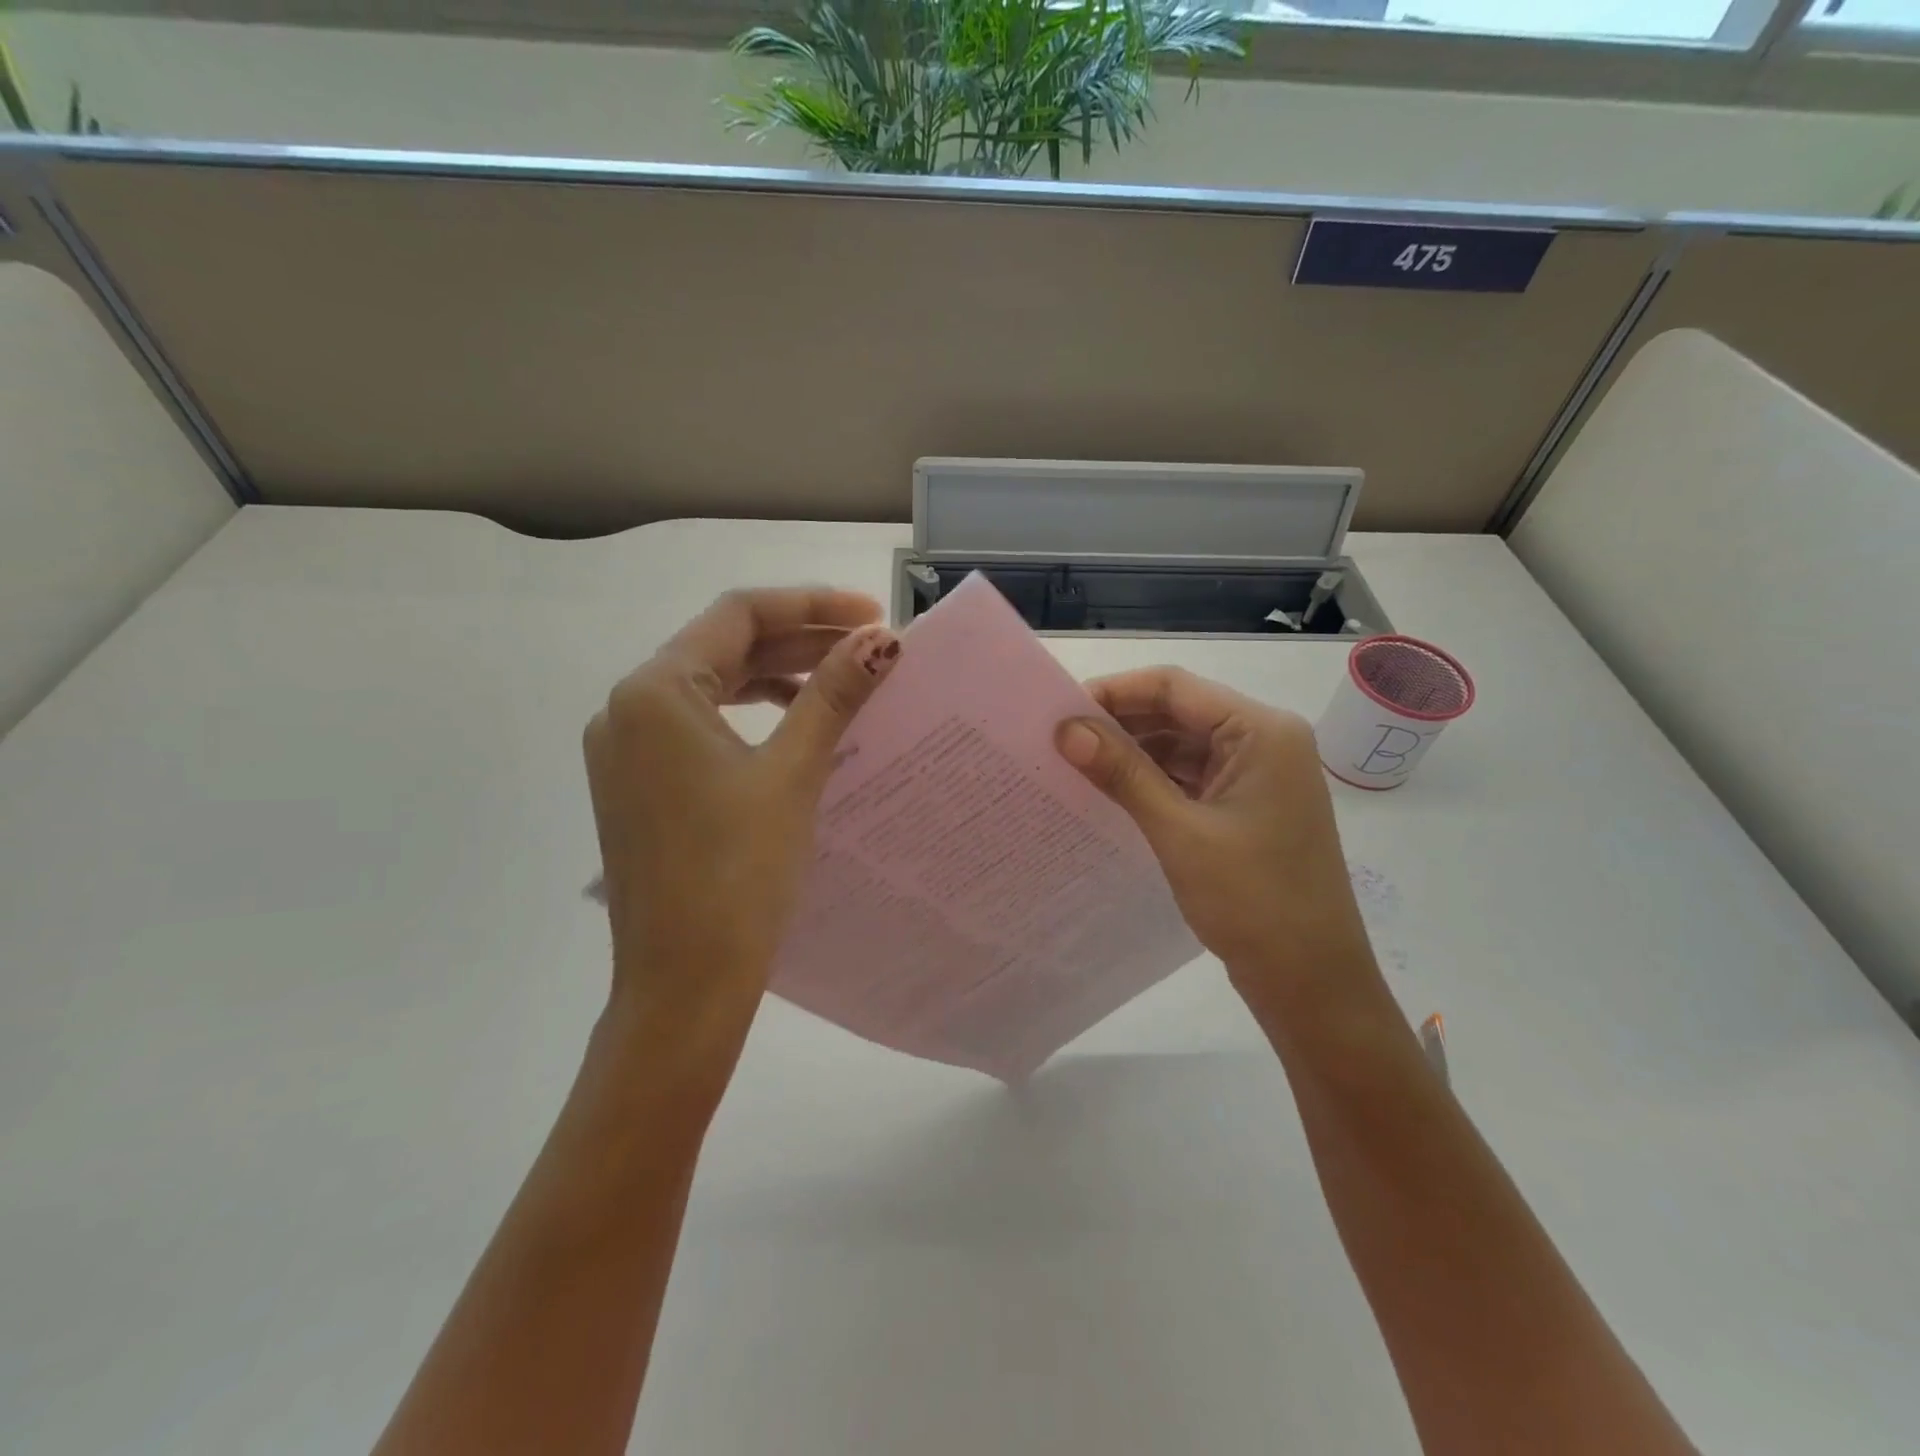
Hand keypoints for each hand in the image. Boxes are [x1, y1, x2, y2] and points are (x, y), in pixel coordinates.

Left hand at [584, 588, 900, 1052]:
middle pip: (723, 647)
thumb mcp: (792, 773)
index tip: (872, 615)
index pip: (739, 615)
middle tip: (869, 647)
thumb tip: (880, 640)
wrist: (683, 984)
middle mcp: (628, 708)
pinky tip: (795, 727)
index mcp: (655, 691)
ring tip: (840, 682)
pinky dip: (750, 716)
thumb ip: (833, 694)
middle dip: (799, 640)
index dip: (811, 604)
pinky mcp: (640, 784)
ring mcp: (628, 750)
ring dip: (776, 677)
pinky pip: (700, 726)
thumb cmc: (738, 873)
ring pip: (712, 687)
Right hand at [1055, 667, 1373, 1005]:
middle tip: (1059, 739)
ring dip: (1133, 751)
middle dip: (1120, 722)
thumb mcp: (1179, 832)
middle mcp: (1264, 741)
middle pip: (1179, 711)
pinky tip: (1112, 790)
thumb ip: (1122, 773)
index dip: (1115, 692)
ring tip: (1075, 763)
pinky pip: (1191, 776)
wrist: (1312, 982)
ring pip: (1183, 744)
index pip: (1175, 687)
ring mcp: (1258, 775)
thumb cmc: (1253, 901)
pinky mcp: (1247, 806)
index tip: (1059, 710)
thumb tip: (1065, 728)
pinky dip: (1153, 779)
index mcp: (1262, 731)